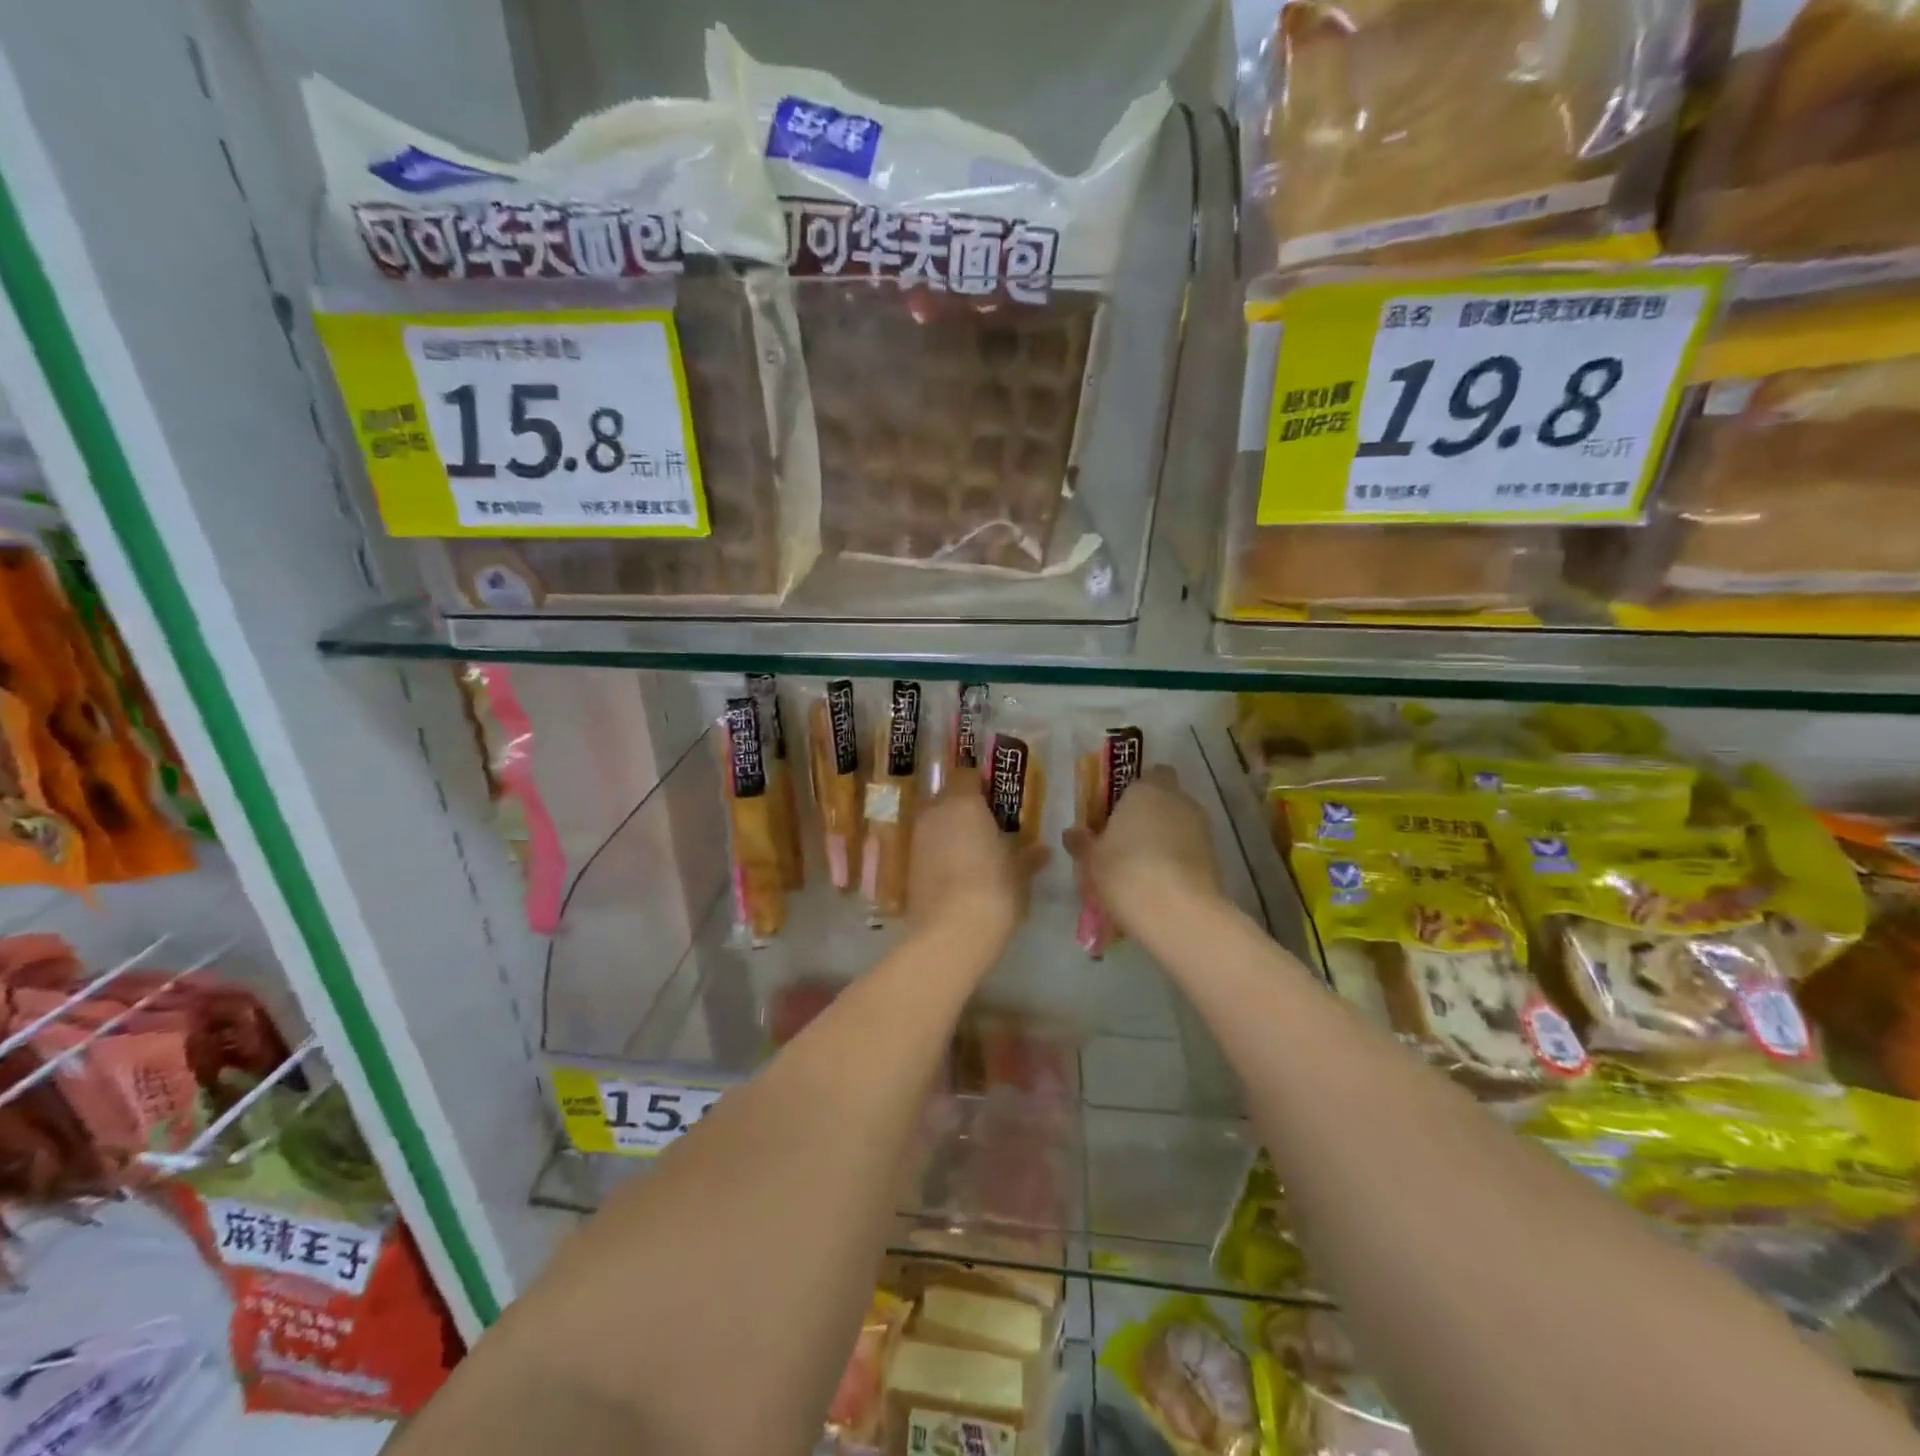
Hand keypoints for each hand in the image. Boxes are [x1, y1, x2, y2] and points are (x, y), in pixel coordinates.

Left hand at [908, 788, 1048, 942]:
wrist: (950, 933)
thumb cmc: (993, 890)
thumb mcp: (1018, 874)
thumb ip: (1029, 856)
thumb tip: (1043, 850)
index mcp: (964, 803)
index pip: (967, 775)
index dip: (980, 783)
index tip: (996, 797)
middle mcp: (936, 812)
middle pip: (948, 797)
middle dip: (964, 806)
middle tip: (988, 822)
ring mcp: (918, 838)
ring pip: (935, 821)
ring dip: (950, 829)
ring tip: (973, 848)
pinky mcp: (907, 864)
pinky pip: (927, 846)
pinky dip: (939, 851)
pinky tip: (957, 869)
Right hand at [1063, 766, 1223, 937]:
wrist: (1178, 912)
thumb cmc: (1125, 872)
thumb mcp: (1091, 859)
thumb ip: (1082, 842)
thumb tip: (1072, 833)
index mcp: (1145, 789)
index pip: (1148, 774)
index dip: (1133, 790)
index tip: (1116, 812)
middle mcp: (1178, 800)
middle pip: (1164, 798)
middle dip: (1149, 814)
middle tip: (1124, 840)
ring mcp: (1201, 828)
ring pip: (1179, 824)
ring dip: (1164, 838)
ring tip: (1141, 867)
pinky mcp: (1215, 856)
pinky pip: (1189, 849)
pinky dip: (1177, 860)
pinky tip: (1159, 883)